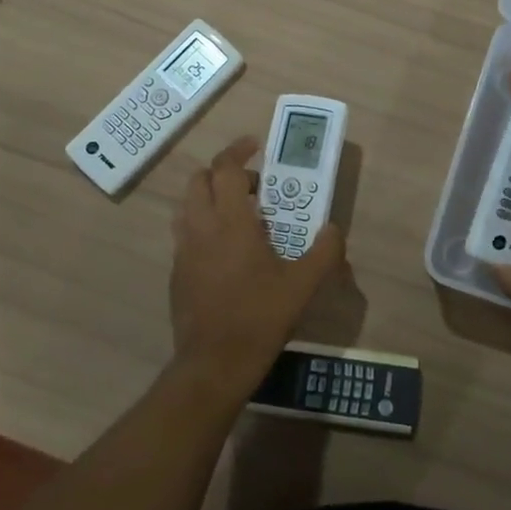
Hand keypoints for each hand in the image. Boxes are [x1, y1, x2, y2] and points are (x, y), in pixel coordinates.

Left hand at [170, 136, 343, 391]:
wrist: (213, 363)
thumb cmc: (260, 316)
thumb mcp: (303, 285)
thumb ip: (324, 252)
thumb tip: (334, 229)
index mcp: (230, 221)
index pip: (225, 168)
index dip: (238, 150)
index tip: (256, 146)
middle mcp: (200, 228)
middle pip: (199, 180)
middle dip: (223, 173)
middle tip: (254, 187)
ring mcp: (183, 251)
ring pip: (187, 206)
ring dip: (210, 198)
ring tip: (241, 215)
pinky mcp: (176, 273)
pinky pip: (185, 234)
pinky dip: (203, 227)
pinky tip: (227, 252)